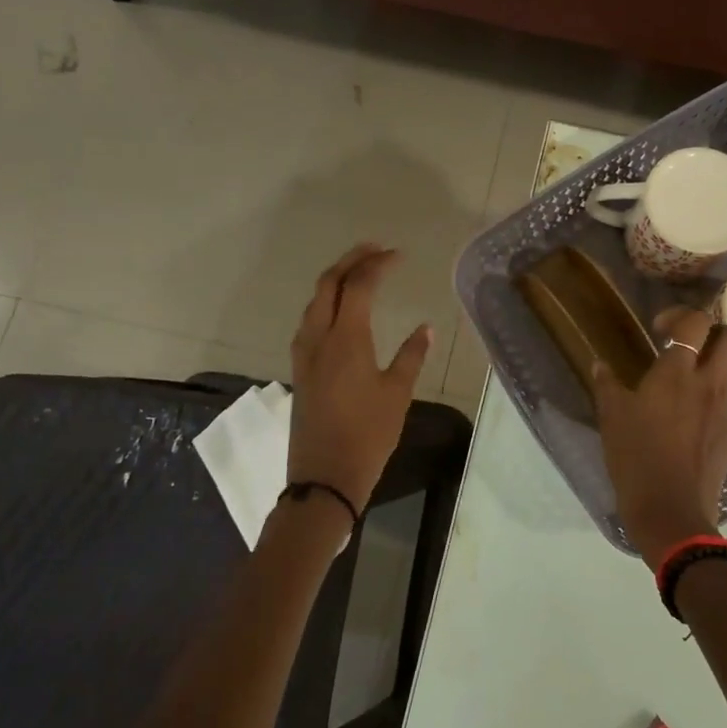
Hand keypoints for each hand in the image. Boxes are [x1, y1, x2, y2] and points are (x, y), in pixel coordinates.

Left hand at [287, 244, 432, 512]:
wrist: (325, 477)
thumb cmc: (368, 435)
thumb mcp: (397, 394)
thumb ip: (411, 355)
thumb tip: (426, 327)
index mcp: (346, 339)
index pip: (358, 286)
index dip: (377, 264)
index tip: (398, 255)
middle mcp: (319, 338)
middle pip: (327, 284)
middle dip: (350, 261)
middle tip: (375, 250)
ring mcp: (305, 354)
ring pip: (314, 302)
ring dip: (334, 280)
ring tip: (358, 272)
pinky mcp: (301, 369)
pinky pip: (309, 321)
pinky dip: (325, 303)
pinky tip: (340, 312)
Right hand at [592, 307, 726, 569]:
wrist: (671, 513)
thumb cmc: (636, 458)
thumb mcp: (612, 418)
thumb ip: (607, 385)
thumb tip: (599, 364)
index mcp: (677, 373)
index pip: (695, 322)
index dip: (679, 315)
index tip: (659, 329)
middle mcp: (708, 384)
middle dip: (710, 330)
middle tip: (682, 344)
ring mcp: (723, 409)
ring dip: (711, 362)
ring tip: (682, 379)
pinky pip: (726, 398)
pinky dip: (711, 393)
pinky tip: (686, 414)